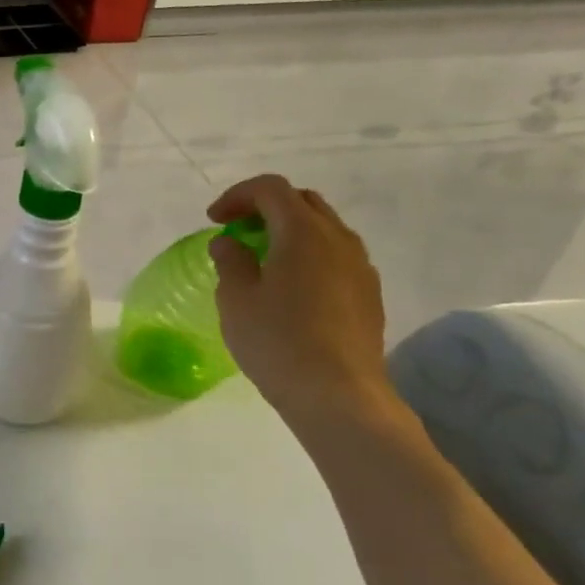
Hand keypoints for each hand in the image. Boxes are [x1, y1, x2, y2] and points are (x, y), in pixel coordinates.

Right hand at [208, 174, 395, 427]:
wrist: (338, 394)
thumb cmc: (277, 341)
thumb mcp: (235, 299)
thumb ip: (230, 261)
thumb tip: (230, 243)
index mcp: (302, 232)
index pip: (271, 189)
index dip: (237, 196)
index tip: (214, 221)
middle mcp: (338, 239)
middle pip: (302, 202)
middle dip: (266, 208)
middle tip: (238, 232)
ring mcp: (360, 266)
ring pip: (324, 228)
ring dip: (290, 231)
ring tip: (263, 259)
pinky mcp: (370, 293)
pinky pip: (337, 256)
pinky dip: (309, 255)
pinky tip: (291, 288)